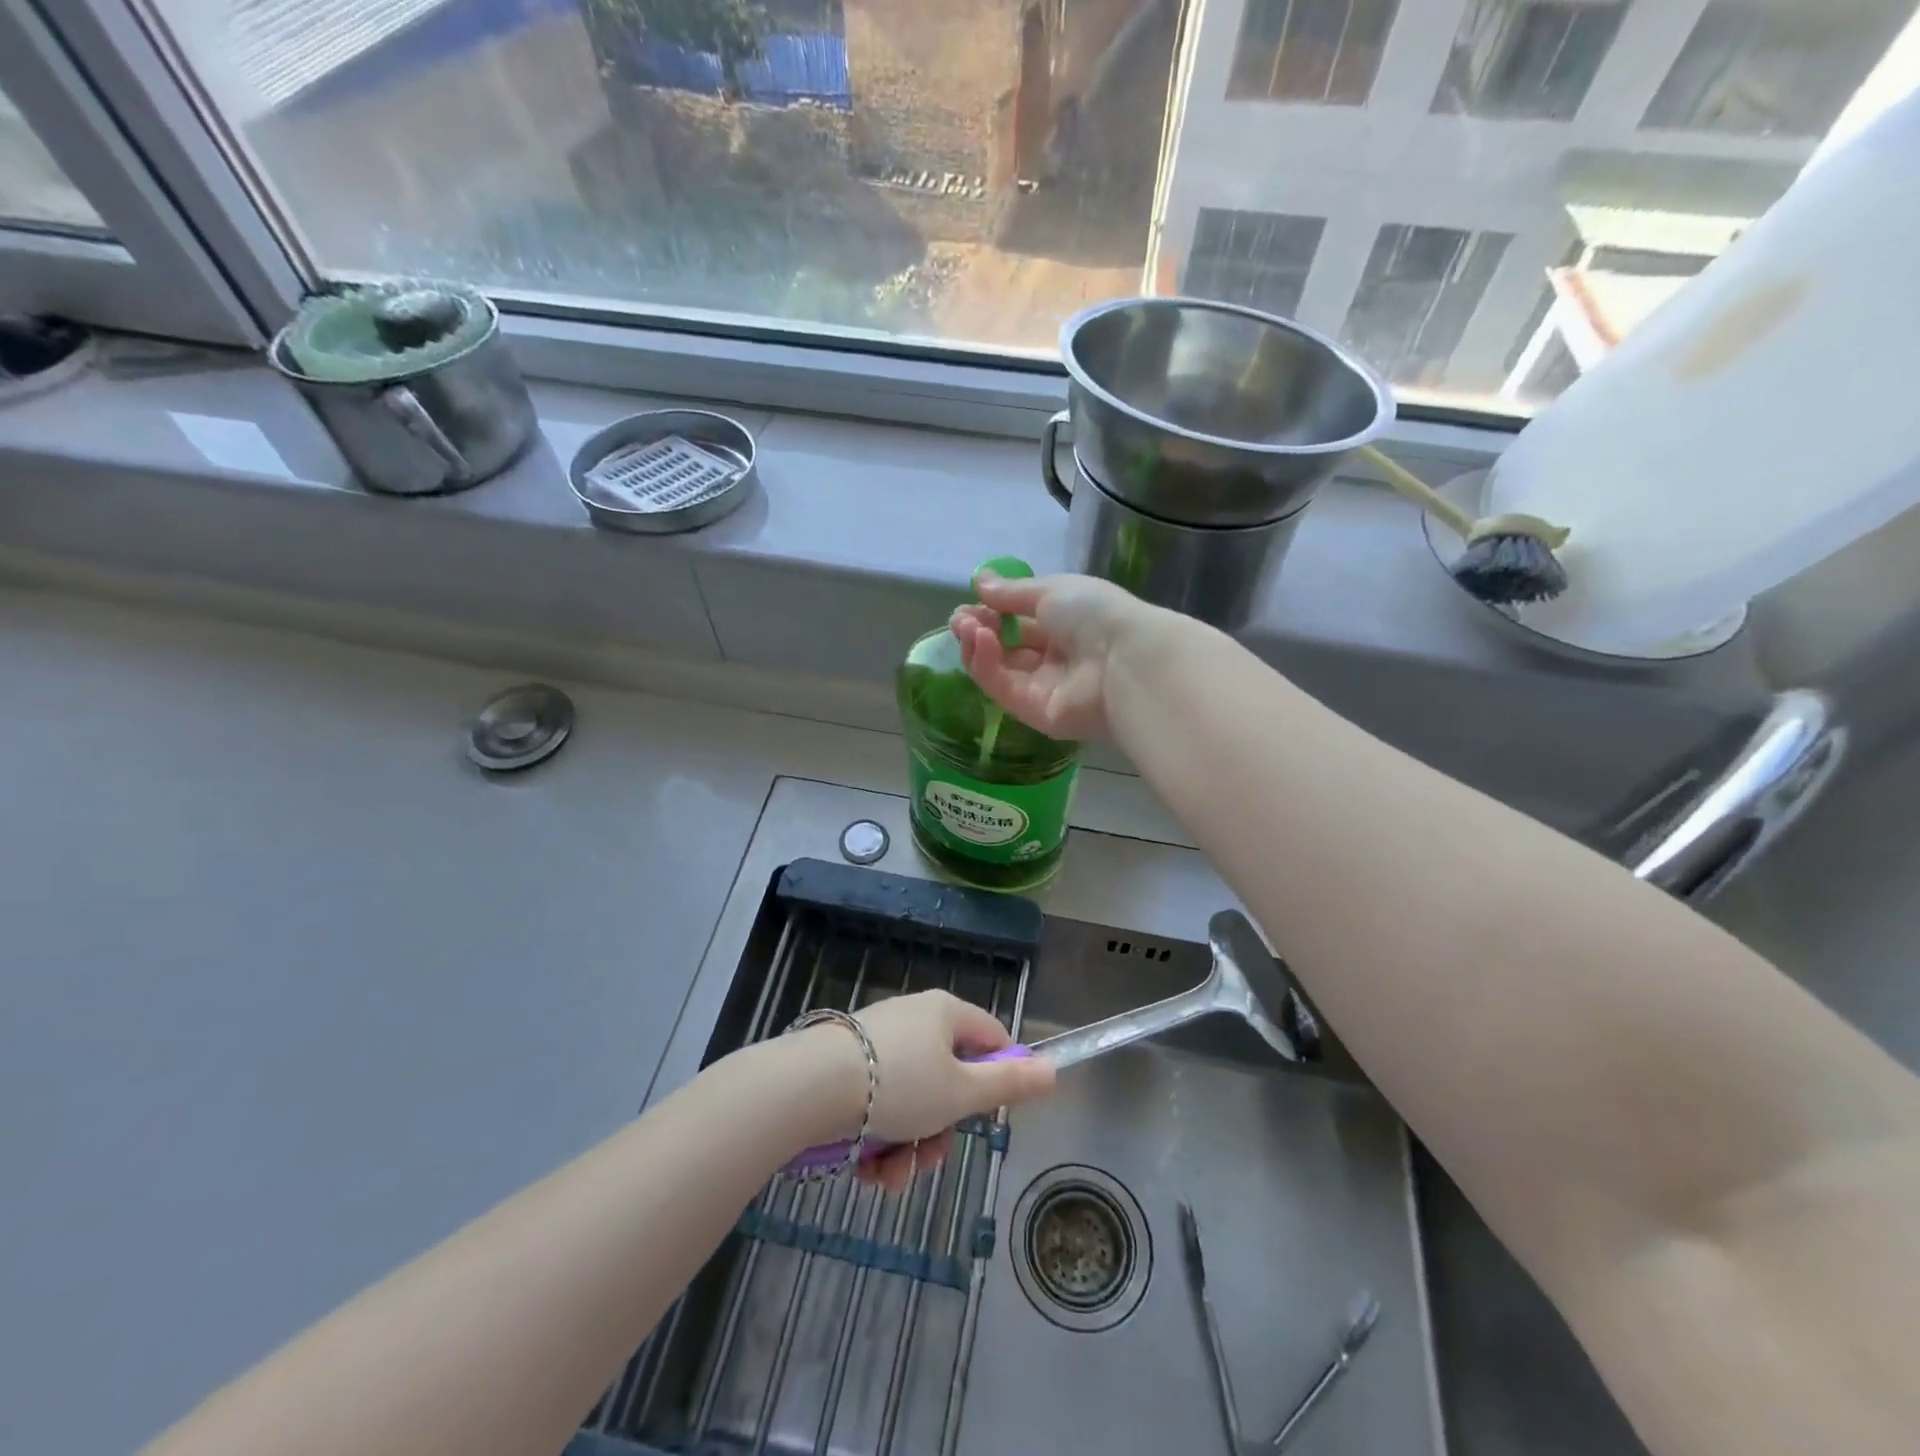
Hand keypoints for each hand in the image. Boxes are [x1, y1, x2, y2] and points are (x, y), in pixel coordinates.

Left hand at [800, 990, 1054, 1188]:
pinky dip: (878, 1141)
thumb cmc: (897, 1085)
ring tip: (891, 1175)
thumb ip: (1009, 1083)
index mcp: (945, 1013)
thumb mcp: (962, 1092)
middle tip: (930, 1157)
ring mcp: (878, 1043)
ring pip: (913, 1102)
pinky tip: (868, 1170)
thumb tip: (1053, 1070)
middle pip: (949, 1078)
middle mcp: (914, 1020)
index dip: (999, 1076)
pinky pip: (880, 1105)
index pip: (992, 1036)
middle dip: (942, 1129)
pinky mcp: (848, 1068)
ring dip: (909, 1147)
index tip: (990, 1113)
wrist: (809, 1089)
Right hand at [950, 572, 1166, 741]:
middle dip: (978, 631)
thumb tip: (979, 581)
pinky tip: (982, 642)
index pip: (1018, 623)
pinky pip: (1002, 688)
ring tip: (968, 627)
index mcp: (1064, 626)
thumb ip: (1011, 592)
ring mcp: (1043, 688)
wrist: (1124, 658)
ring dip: (978, 646)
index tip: (969, 604)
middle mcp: (1053, 659)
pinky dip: (986, 665)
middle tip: (960, 620)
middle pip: (1005, 648)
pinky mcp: (1033, 712)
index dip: (991, 614)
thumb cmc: (1094, 613)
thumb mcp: (1050, 590)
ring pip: (998, 670)